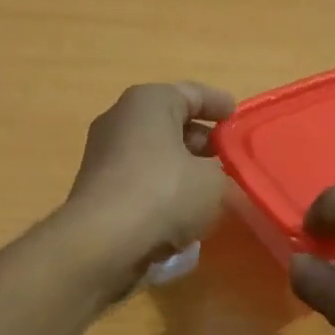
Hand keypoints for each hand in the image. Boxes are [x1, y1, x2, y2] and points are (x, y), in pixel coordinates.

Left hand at [62, 82, 235, 287]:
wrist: (103, 241)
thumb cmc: (164, 193)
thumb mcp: (213, 182)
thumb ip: (223, 174)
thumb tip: (218, 180)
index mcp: (148, 102)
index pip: (192, 94)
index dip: (219, 105)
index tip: (237, 118)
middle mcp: (120, 119)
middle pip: (170, 124)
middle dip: (201, 140)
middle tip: (229, 158)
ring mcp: (103, 154)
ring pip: (154, 154)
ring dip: (181, 168)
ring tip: (211, 187)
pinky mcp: (97, 189)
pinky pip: (139, 181)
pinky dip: (161, 190)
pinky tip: (182, 211)